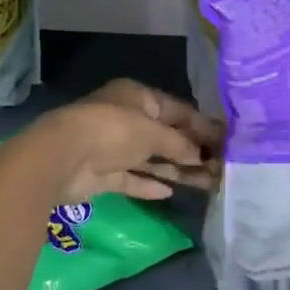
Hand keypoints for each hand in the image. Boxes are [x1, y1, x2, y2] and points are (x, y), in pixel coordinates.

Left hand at [16, 79, 221, 205]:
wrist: (63, 157)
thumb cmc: (114, 130)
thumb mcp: (153, 131)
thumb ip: (179, 144)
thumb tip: (201, 155)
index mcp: (139, 97)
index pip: (178, 110)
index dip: (202, 126)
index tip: (226, 142)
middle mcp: (128, 119)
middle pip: (167, 136)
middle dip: (193, 151)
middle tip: (221, 168)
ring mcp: (115, 147)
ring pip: (153, 158)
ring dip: (177, 170)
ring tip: (207, 184)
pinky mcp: (104, 174)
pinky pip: (133, 177)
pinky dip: (150, 183)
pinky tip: (170, 192)